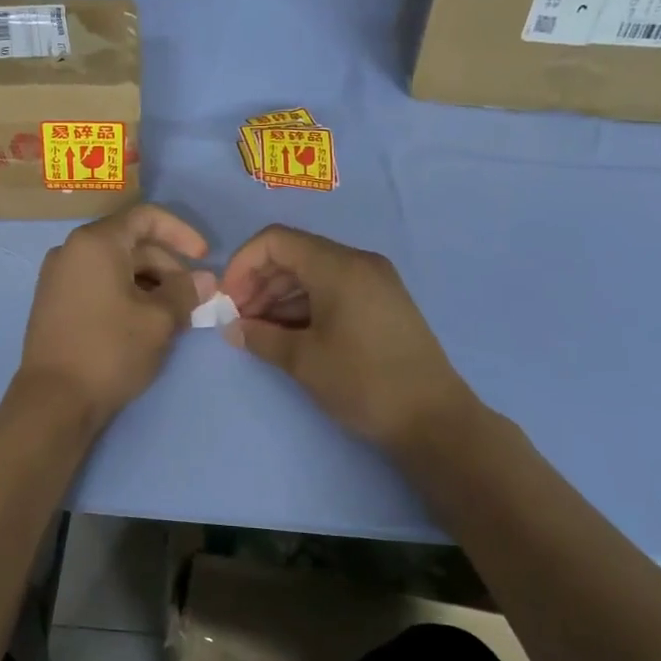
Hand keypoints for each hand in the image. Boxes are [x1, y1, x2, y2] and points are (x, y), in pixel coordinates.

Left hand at [17, 204, 215, 431]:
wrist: (54, 400)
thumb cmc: (110, 350)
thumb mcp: (159, 320)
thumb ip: (186, 292)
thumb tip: (205, 280)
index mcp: (95, 242)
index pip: (146, 217)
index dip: (181, 233)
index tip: (204, 258)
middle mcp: (71, 250)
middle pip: (131, 243)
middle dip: (168, 266)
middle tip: (193, 299)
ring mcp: (58, 277)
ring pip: (115, 267)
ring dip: (150, 284)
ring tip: (174, 316)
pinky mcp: (54, 303)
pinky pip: (99, 284)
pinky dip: (126, 294)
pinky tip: (145, 323)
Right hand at [221, 225, 475, 451]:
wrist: (434, 419)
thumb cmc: (364, 383)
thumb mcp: (304, 360)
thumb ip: (260, 337)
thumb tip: (232, 328)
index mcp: (339, 267)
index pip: (276, 241)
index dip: (242, 264)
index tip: (227, 300)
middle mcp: (358, 263)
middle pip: (294, 254)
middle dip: (258, 282)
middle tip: (239, 320)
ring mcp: (374, 282)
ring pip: (313, 273)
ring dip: (279, 296)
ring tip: (259, 332)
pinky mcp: (382, 303)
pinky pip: (333, 289)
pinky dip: (305, 305)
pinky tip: (288, 334)